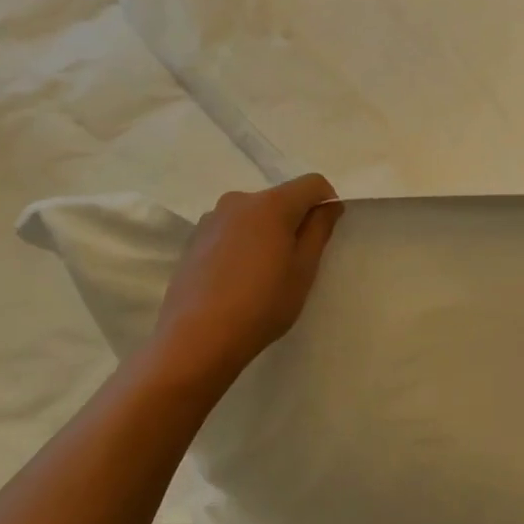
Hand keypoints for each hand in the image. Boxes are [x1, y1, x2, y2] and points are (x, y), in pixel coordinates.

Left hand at [145, 174, 342, 384]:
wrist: (196, 339)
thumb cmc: (262, 304)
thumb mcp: (304, 269)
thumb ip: (319, 229)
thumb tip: (329, 205)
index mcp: (271, 204)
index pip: (312, 183)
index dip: (326, 202)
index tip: (325, 233)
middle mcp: (239, 201)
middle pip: (280, 198)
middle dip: (294, 220)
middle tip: (296, 261)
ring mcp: (211, 219)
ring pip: (254, 215)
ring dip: (266, 232)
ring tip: (263, 273)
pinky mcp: (193, 240)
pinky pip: (231, 230)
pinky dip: (243, 243)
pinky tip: (238, 278)